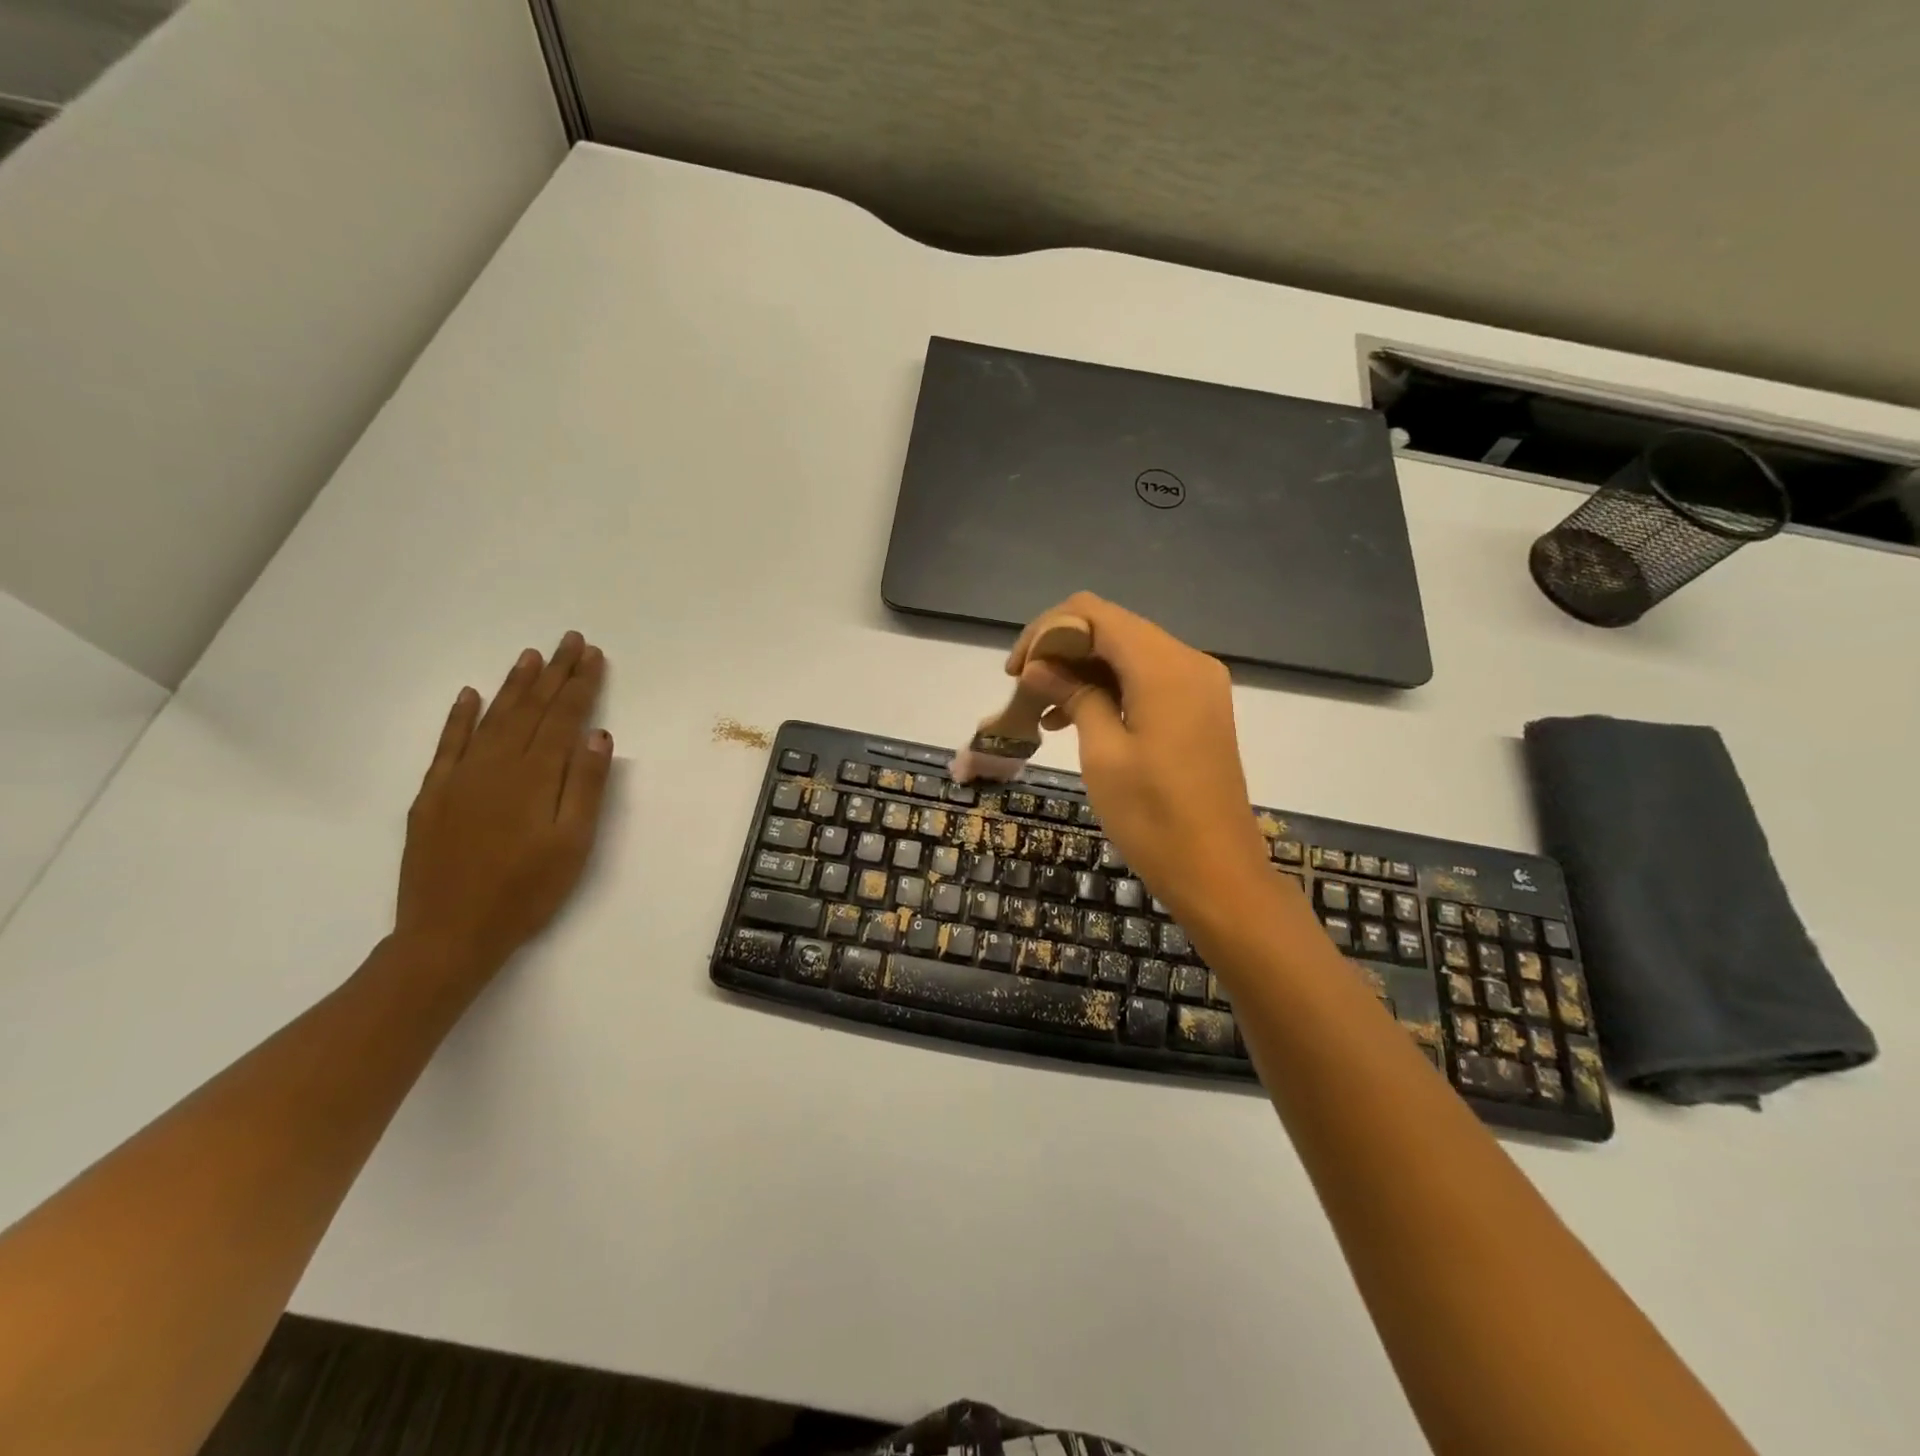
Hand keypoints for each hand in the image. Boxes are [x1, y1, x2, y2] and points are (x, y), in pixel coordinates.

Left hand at [396, 632, 613, 979]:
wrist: (450, 934)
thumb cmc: (527, 892)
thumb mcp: (573, 844)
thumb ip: (586, 786)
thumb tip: (598, 735)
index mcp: (536, 776)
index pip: (564, 718)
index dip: (581, 685)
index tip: (593, 655)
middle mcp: (497, 765)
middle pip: (530, 709)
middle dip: (553, 673)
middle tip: (569, 640)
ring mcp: (460, 777)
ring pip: (493, 718)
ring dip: (514, 685)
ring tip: (530, 656)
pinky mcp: (433, 795)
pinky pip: (448, 744)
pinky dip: (460, 717)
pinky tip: (470, 695)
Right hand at [1008, 593, 1269, 920]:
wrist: (1218, 873)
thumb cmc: (1153, 818)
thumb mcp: (1103, 753)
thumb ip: (1073, 695)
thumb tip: (1038, 665)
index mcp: (1164, 666)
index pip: (1093, 613)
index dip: (1046, 632)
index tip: (1015, 671)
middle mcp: (1187, 661)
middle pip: (1112, 628)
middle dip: (1062, 649)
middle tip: (1024, 689)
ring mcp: (1198, 685)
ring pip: (1127, 654)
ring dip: (1083, 670)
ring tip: (1042, 708)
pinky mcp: (1199, 709)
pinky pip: (1146, 680)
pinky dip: (1109, 689)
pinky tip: (1073, 718)